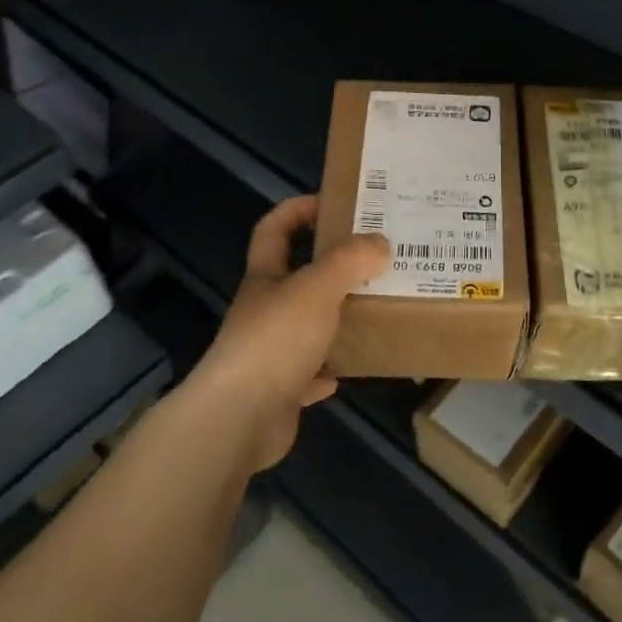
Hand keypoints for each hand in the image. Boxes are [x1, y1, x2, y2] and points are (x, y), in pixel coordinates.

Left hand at [187, 195, 388, 470]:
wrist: (240, 418)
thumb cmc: (276, 339)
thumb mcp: (317, 288)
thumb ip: (349, 261)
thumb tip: (380, 242)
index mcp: (266, 277)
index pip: (273, 229)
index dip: (296, 210)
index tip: (332, 203)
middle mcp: (264, 310)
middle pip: (294, 278)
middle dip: (329, 266)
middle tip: (373, 258)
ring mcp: (269, 352)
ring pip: (306, 325)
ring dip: (335, 318)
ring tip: (374, 308)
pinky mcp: (280, 391)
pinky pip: (310, 374)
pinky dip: (330, 368)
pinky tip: (354, 365)